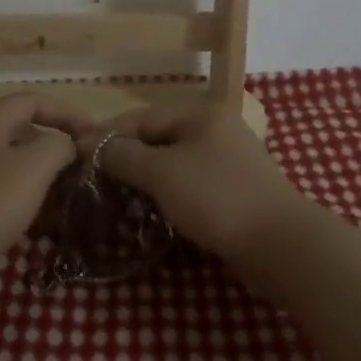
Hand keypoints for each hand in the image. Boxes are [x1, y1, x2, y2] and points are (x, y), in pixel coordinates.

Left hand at [0, 94, 90, 277]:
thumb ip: (57, 146)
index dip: (66, 112)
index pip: (32, 100)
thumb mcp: (33, 170)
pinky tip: (28, 209)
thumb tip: (65, 143)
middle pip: (16, 126)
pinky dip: (15, 185)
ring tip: (59, 185)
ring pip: (4, 155)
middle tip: (78, 158)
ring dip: (34, 165)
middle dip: (51, 139)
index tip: (93, 133)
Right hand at [86, 101, 307, 269]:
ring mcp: (228, 160)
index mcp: (200, 114)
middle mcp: (215, 129)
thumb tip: (91, 144)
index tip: (77, 154)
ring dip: (146, 179)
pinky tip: (152, 211)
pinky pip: (191, 184)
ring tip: (118, 197)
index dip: (108, 135)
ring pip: (174, 163)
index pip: (141, 118)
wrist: (282, 246)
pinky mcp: (235, 191)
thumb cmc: (217, 197)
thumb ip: (124, 155)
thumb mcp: (162, 173)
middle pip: (158, 138)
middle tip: (96, 179)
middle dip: (126, 158)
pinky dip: (169, 194)